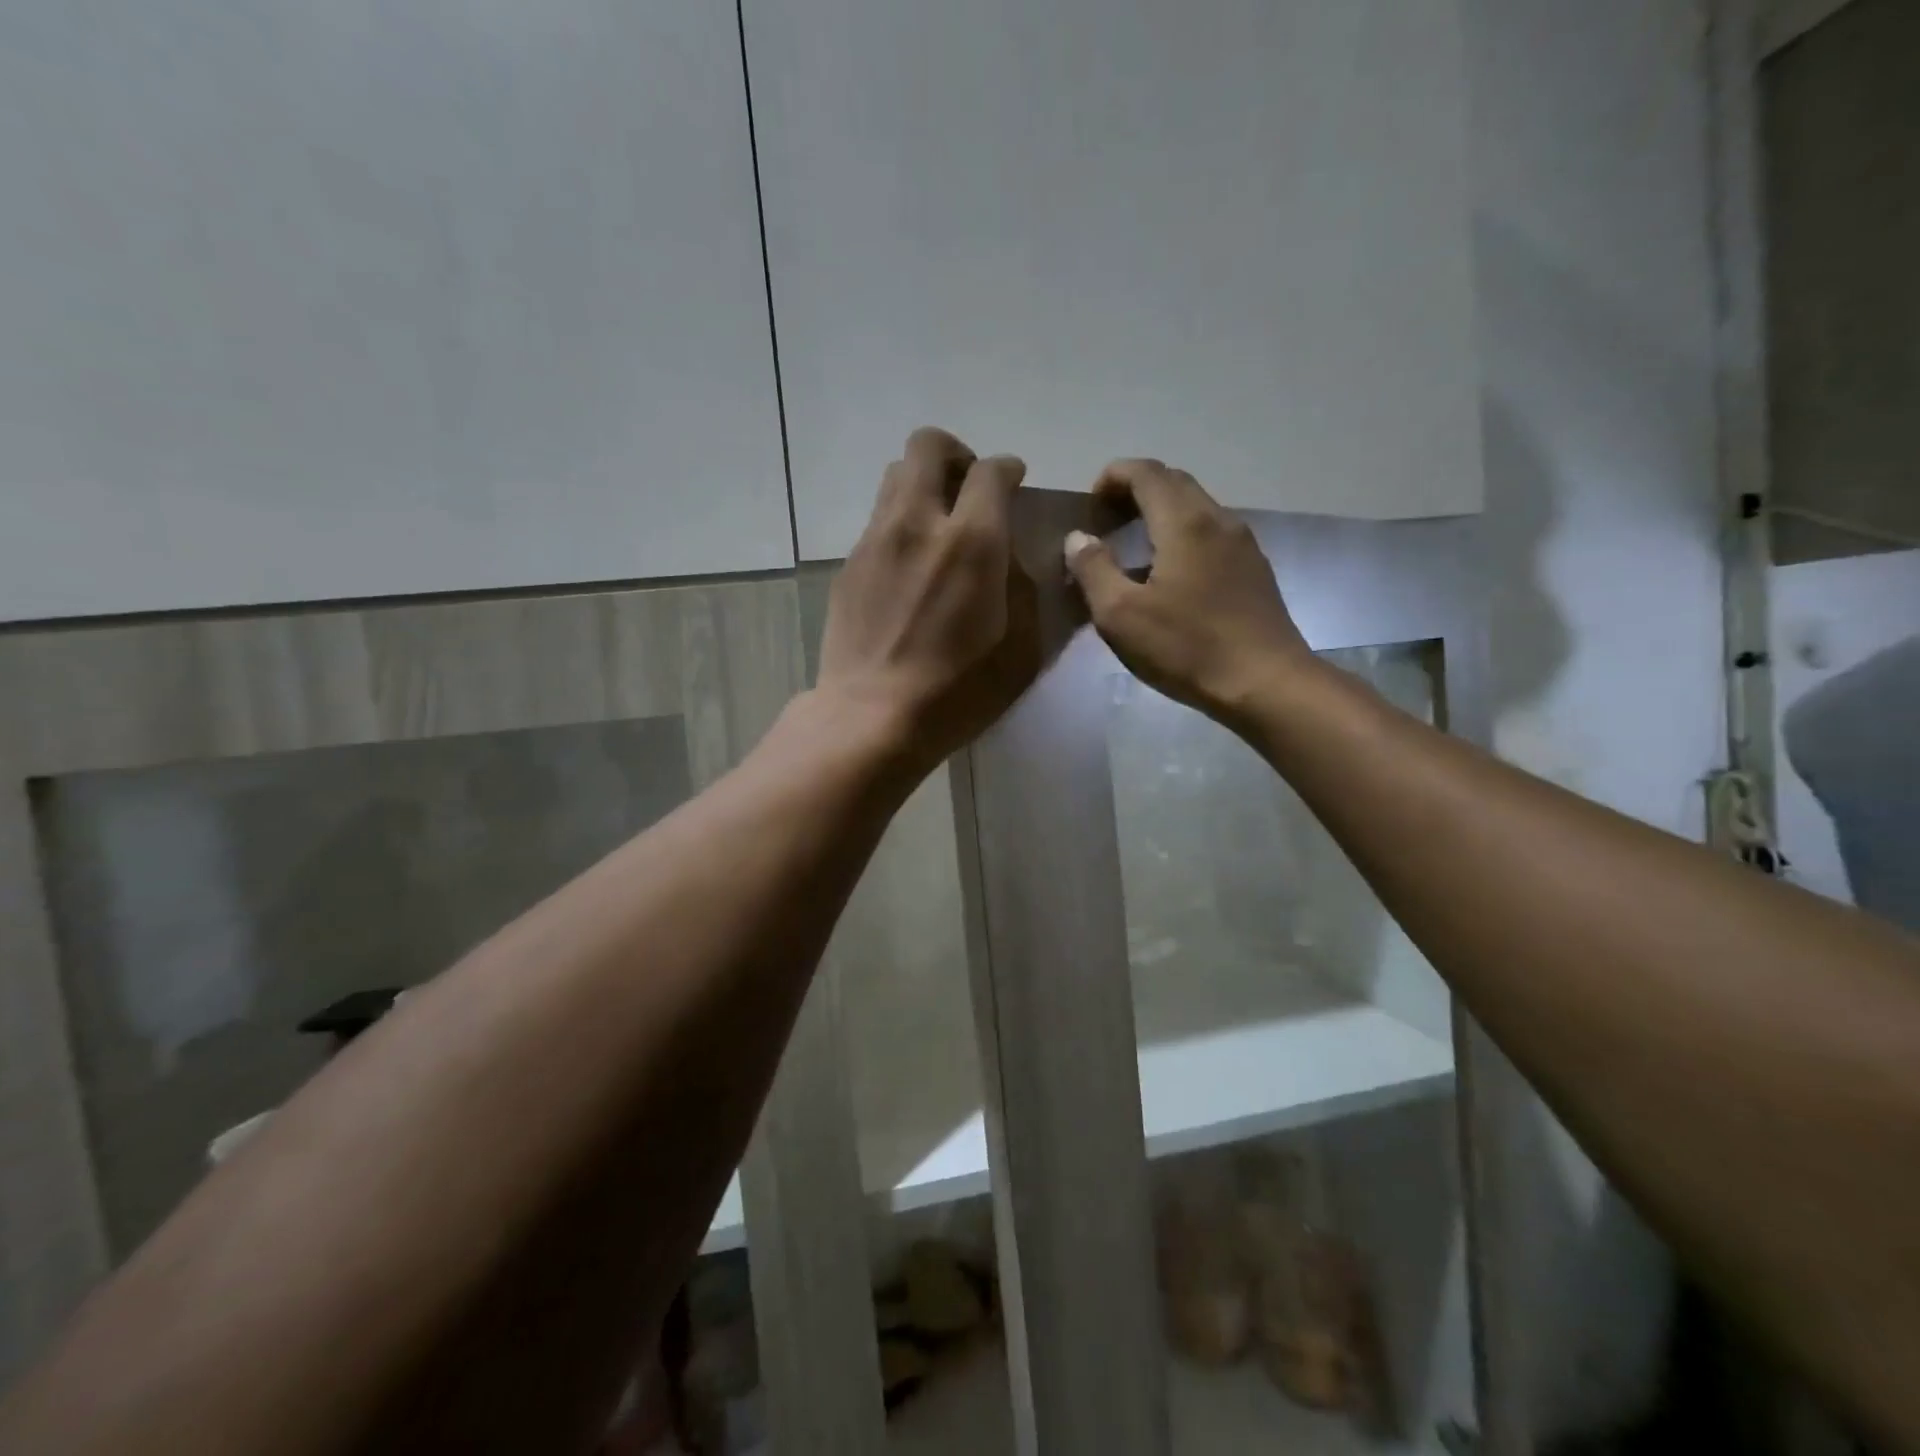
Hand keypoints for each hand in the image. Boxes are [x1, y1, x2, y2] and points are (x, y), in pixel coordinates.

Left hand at [817, 427, 1041, 777]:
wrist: (872, 718)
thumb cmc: (958, 692)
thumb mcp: (1021, 648)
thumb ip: (1023, 589)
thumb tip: (1011, 559)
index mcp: (973, 541)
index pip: (991, 470)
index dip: (1007, 469)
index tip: (1013, 483)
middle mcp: (919, 523)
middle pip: (928, 447)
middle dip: (956, 455)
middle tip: (969, 490)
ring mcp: (876, 540)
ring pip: (895, 477)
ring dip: (923, 485)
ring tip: (937, 526)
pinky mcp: (849, 565)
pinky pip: (878, 521)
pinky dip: (900, 525)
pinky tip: (908, 568)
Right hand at [1065, 459, 1310, 726]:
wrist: (1266, 683)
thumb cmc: (1187, 648)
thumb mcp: (1121, 615)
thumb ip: (1093, 569)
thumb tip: (1078, 538)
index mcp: (1184, 522)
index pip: (1147, 472)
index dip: (1114, 475)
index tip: (1091, 500)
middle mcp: (1218, 519)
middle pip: (1175, 482)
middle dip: (1137, 489)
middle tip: (1107, 517)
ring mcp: (1243, 544)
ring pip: (1197, 507)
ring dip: (1162, 511)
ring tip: (1134, 545)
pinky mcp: (1255, 570)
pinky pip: (1212, 533)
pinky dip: (1183, 534)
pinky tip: (1170, 572)